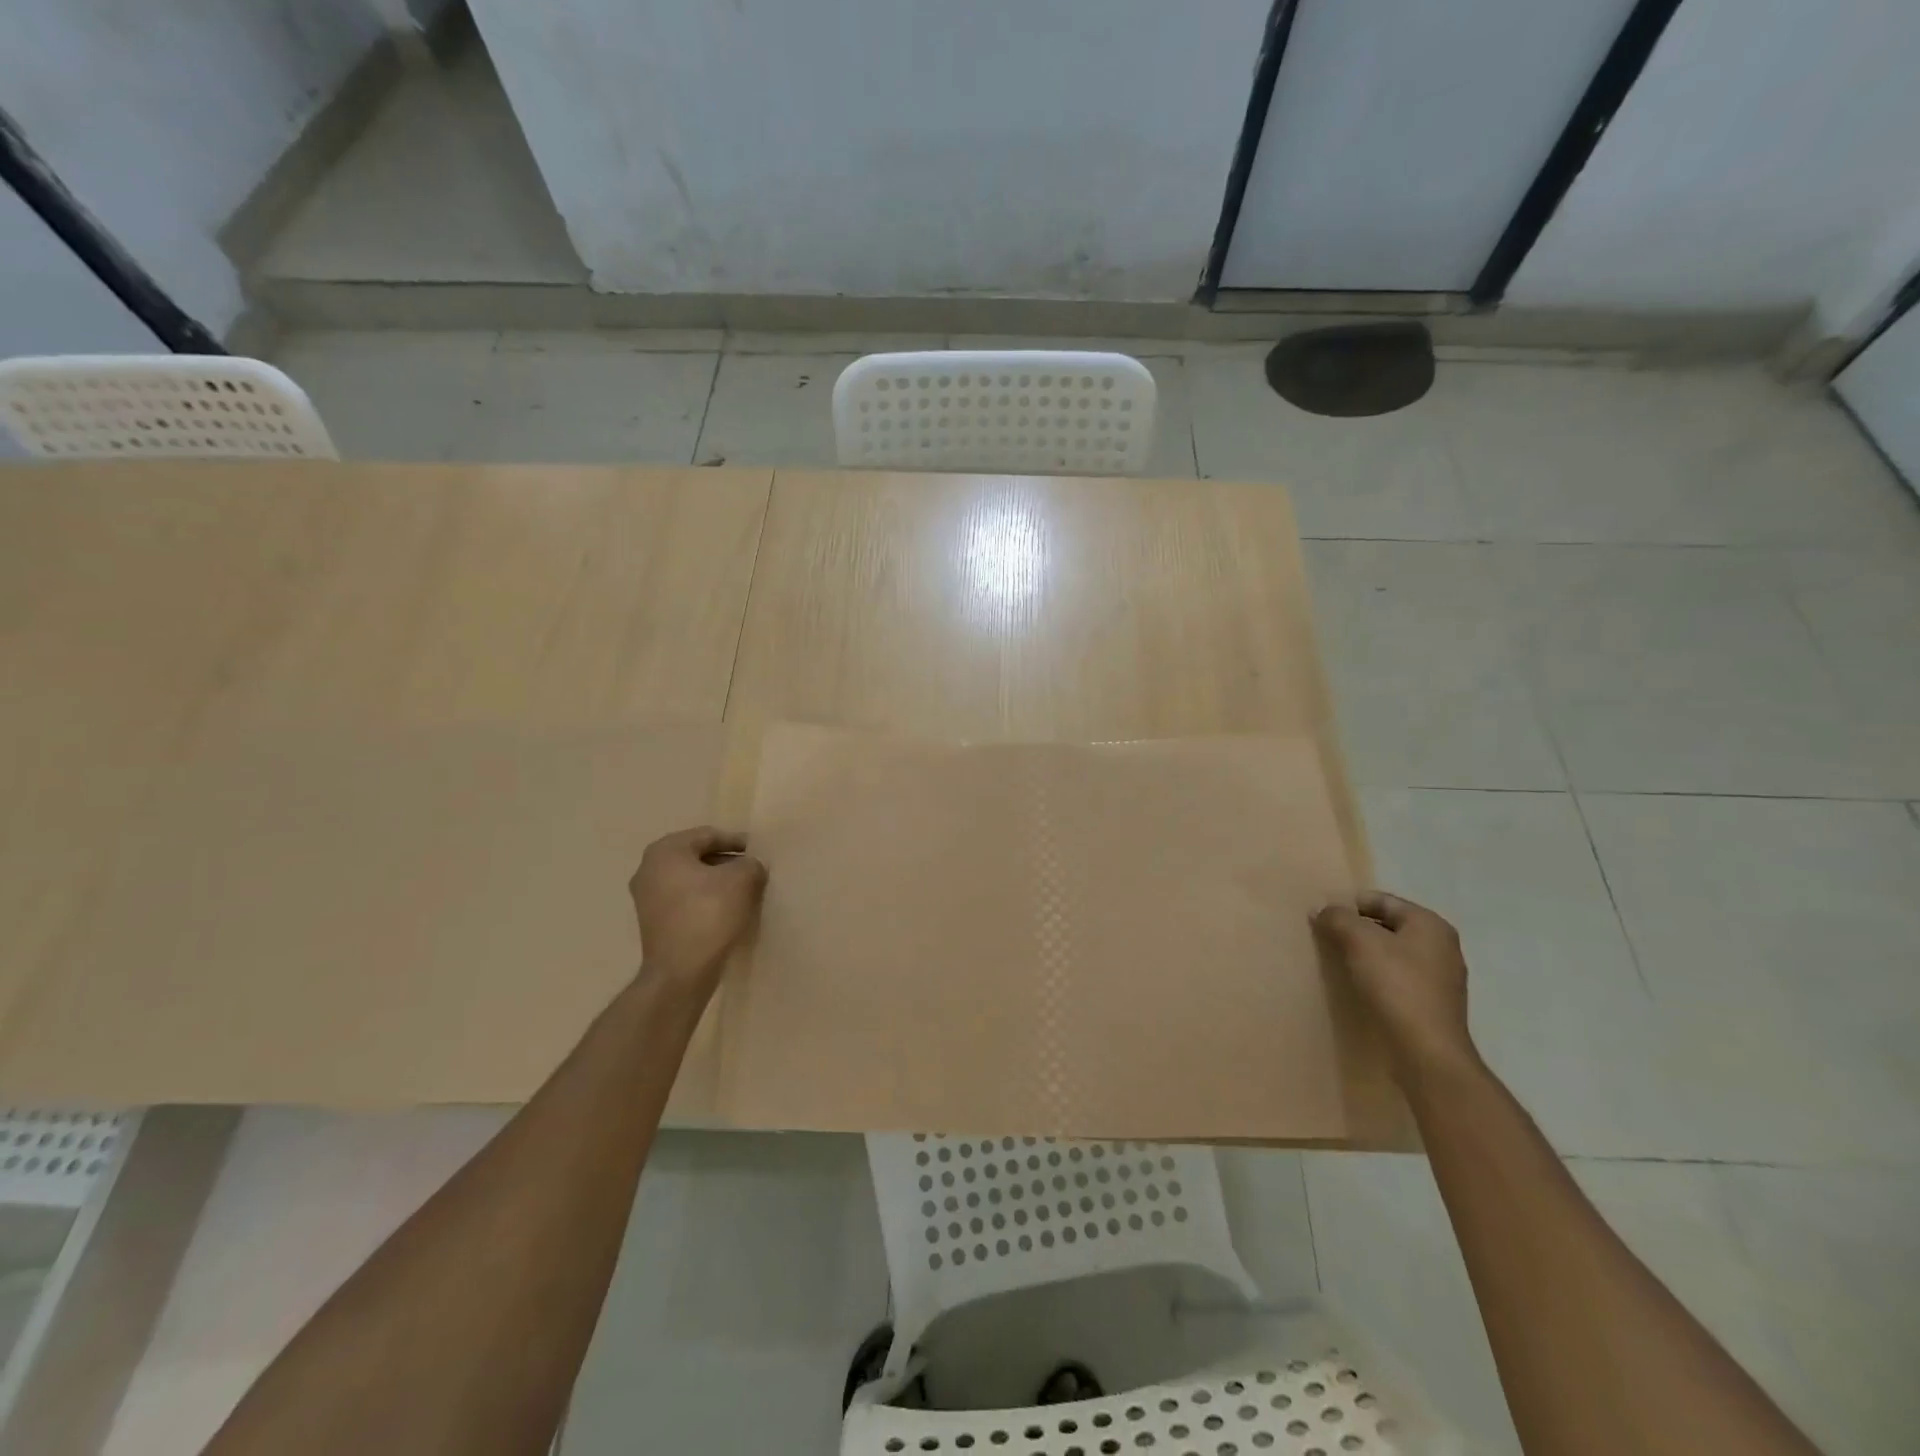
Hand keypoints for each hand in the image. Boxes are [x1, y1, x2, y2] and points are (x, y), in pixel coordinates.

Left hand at [628, 827, 767, 996]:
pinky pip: (685, 900)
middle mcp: (649, 869)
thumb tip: (751, 866)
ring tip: (744, 892)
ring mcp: (646, 898)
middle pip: (698, 856)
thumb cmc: (709, 915)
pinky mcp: (653, 922)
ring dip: (717, 883)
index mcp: (666, 851)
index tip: (759, 852)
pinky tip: (727, 912)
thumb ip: (751, 864)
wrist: (680, 972)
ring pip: (691, 880)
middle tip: (753, 871)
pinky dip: (705, 901)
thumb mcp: (742, 880)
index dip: (737, 841)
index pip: (708, 835)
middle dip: (727, 862)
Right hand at [1312, 891, 1477, 1081]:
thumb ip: (1338, 918)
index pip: (1380, 900)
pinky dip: (1378, 976)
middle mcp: (1441, 945)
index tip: (1322, 918)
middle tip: (1326, 939)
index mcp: (1430, 924)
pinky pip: (1398, 977)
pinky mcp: (1433, 1004)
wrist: (1427, 1052)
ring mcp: (1441, 977)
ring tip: (1338, 962)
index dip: (1348, 905)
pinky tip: (1360, 986)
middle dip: (1356, 929)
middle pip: (1387, 925)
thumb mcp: (1359, 942)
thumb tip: (1321, 909)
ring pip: (1392, 952)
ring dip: (1365, 954)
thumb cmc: (1396, 986)